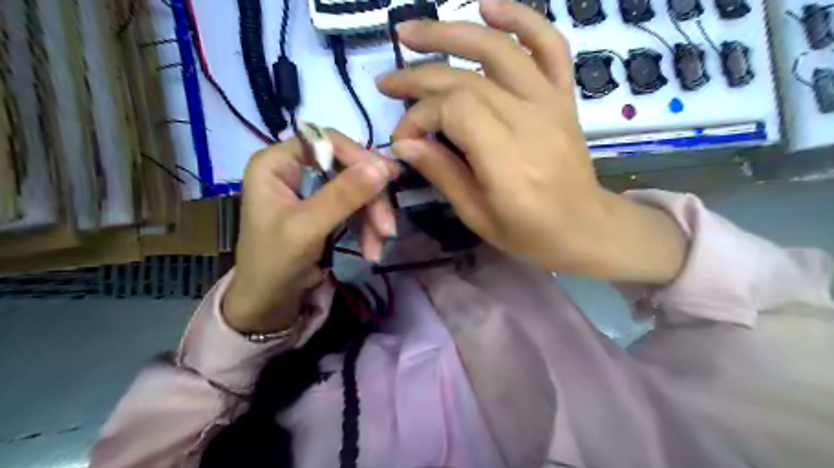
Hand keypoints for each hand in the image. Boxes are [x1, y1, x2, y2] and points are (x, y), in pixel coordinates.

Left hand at [223, 131, 398, 334]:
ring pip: (356, 189)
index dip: (358, 157)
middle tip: (387, 227)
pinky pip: (355, 207)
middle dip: (370, 199)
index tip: (388, 178)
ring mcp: (311, 189)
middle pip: (346, 167)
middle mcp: (294, 169)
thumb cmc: (275, 262)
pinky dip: (367, 227)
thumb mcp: (308, 227)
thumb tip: (383, 166)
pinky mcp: (324, 208)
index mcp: (276, 163)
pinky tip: (372, 249)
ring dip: (372, 217)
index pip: (325, 141)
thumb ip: (344, 195)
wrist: (268, 303)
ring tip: (380, 245)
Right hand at [378, 0, 684, 283]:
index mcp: (507, 160)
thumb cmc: (529, 232)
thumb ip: (442, 174)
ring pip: (499, 50)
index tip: (403, 138)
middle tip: (387, 82)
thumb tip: (405, 143)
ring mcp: (550, 103)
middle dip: (419, 78)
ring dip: (452, 33)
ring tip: (412, 32)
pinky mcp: (563, 97)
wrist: (585, 226)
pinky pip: (548, 46)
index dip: (419, 116)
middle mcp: (529, 121)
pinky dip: (521, 19)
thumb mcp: (477, 216)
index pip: (453, 111)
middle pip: (466, 80)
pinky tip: (487, 7)